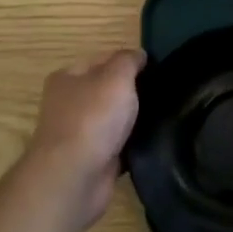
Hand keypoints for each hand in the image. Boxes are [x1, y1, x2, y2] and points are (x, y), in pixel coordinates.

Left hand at [20, 49, 145, 228]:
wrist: (75, 176)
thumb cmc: (93, 117)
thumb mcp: (116, 76)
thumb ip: (129, 60)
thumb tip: (139, 55)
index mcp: (67, 78)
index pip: (102, 60)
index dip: (128, 62)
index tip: (157, 69)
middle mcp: (68, 104)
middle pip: (108, 90)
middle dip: (133, 92)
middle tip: (163, 93)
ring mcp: (79, 133)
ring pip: (115, 119)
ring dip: (134, 120)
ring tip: (164, 116)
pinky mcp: (91, 160)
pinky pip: (118, 145)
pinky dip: (132, 144)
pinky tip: (152, 142)